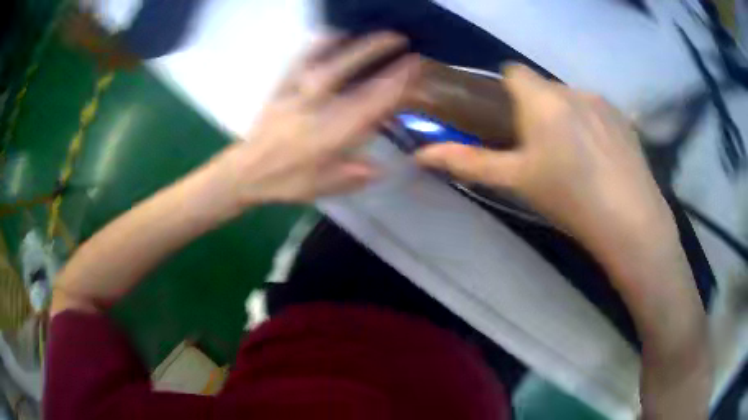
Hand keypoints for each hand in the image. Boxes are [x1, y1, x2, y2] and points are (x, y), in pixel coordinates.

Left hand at [222, 32, 418, 204]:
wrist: (247, 172)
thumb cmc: (288, 181)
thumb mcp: (323, 187)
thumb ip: (354, 176)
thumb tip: (382, 167)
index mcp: (329, 136)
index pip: (370, 103)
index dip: (395, 82)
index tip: (413, 65)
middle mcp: (314, 110)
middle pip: (348, 74)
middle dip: (376, 52)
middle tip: (399, 38)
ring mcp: (295, 95)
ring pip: (325, 62)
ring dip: (350, 44)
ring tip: (371, 31)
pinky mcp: (280, 88)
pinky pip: (298, 62)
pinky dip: (315, 45)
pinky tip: (330, 33)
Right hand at [415, 65, 676, 249]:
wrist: (629, 220)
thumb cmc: (568, 198)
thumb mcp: (515, 181)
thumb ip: (468, 162)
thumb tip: (421, 154)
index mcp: (542, 99)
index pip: (513, 71)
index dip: (506, 91)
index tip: (510, 121)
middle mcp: (572, 89)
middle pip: (544, 88)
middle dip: (537, 108)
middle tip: (541, 149)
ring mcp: (602, 102)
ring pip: (572, 99)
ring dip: (565, 117)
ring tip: (575, 158)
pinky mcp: (624, 118)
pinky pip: (597, 111)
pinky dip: (592, 125)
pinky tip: (600, 159)